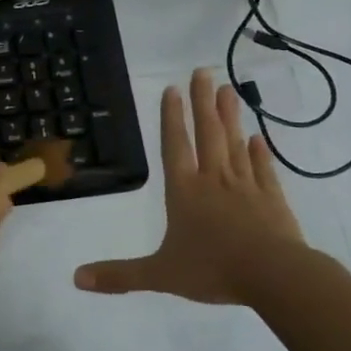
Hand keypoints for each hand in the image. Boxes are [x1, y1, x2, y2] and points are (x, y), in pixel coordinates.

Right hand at [74, 68, 307, 305]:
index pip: (175, 146)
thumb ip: (120, 276)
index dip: (172, 118)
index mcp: (184, 192)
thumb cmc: (213, 269)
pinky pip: (264, 170)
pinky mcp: (272, 199)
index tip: (174, 88)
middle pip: (207, 134)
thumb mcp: (159, 275)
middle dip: (203, 103)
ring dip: (231, 117)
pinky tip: (259, 139)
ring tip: (229, 90)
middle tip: (203, 71)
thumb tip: (76, 278)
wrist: (274, 276)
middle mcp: (213, 181)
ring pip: (235, 144)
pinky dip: (261, 153)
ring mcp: (246, 187)